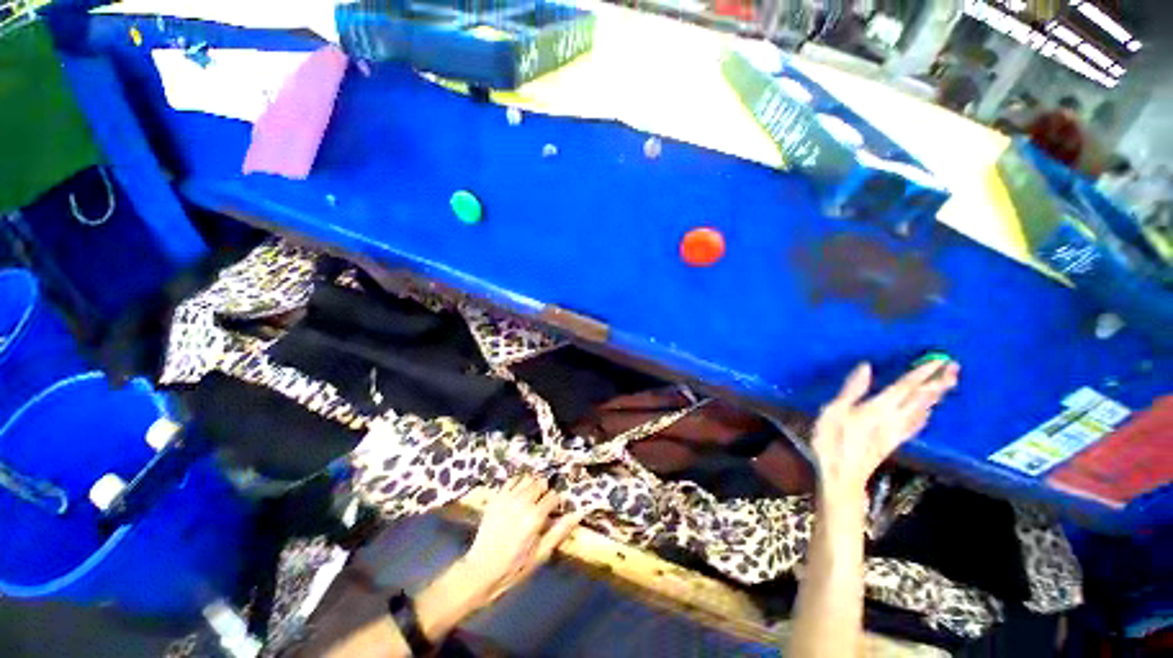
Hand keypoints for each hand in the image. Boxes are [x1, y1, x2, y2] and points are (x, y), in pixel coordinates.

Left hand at [458, 475, 583, 605]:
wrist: (481, 570)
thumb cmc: (515, 566)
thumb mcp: (541, 553)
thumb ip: (560, 531)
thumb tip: (579, 513)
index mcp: (535, 517)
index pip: (554, 496)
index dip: (556, 503)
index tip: (553, 512)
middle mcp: (522, 502)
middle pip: (541, 483)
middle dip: (545, 492)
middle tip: (542, 505)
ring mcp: (507, 498)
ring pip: (527, 478)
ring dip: (532, 486)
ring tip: (530, 499)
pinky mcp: (496, 498)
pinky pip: (511, 480)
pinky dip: (518, 483)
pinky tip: (518, 495)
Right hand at [811, 361, 958, 499]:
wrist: (842, 475)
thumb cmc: (831, 441)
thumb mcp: (833, 412)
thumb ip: (851, 390)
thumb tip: (866, 366)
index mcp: (878, 408)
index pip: (905, 387)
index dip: (921, 372)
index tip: (939, 359)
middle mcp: (894, 418)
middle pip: (920, 398)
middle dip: (937, 382)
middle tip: (955, 367)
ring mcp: (896, 432)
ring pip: (922, 410)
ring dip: (936, 396)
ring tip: (948, 384)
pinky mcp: (894, 442)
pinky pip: (916, 425)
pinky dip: (926, 415)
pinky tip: (929, 413)